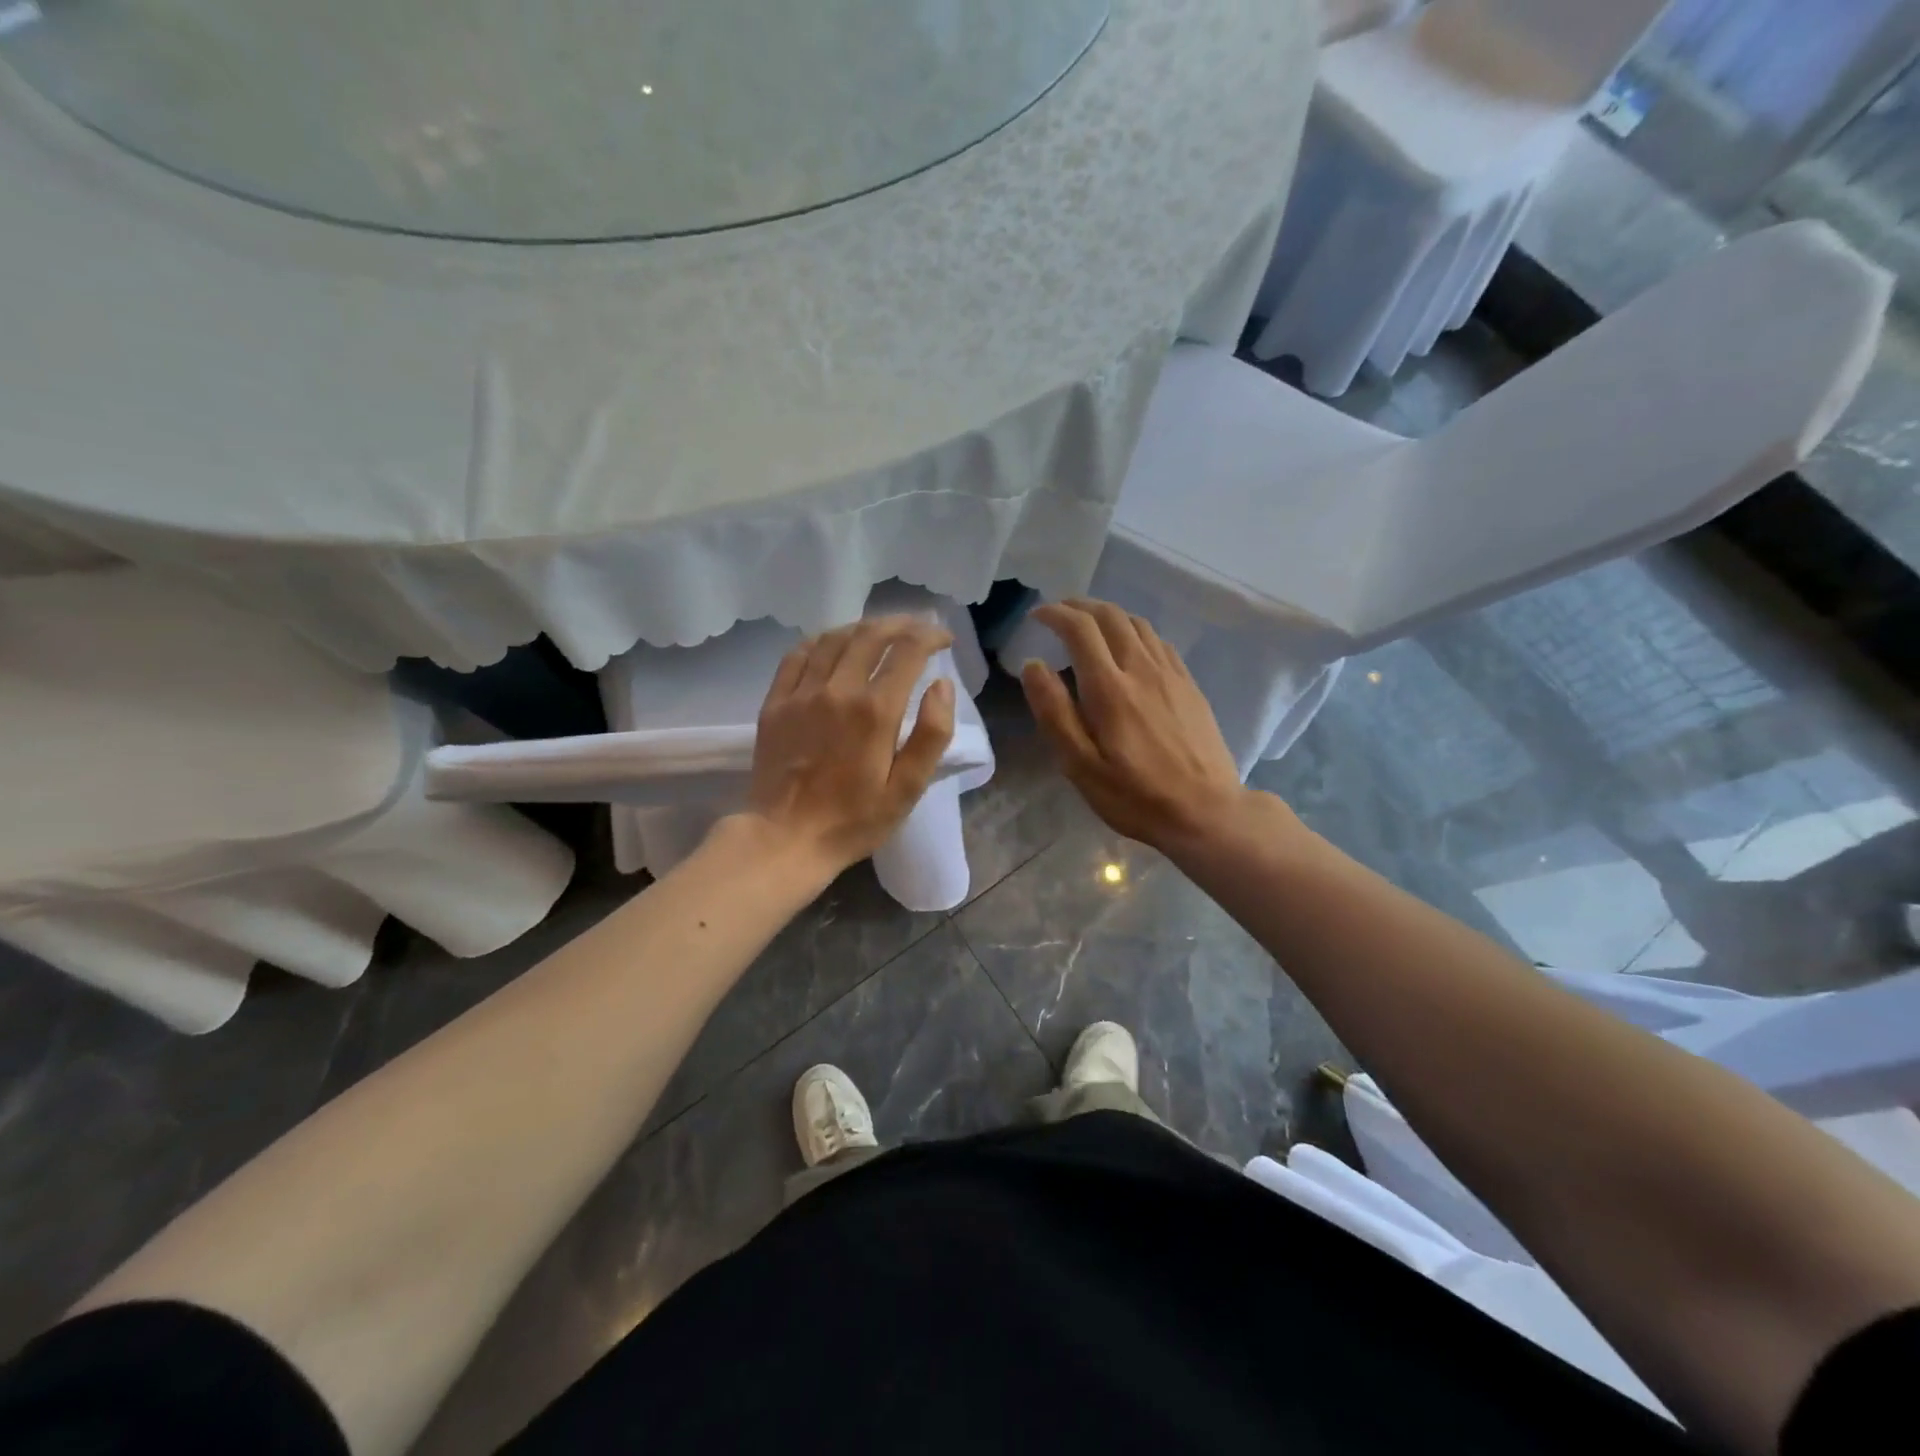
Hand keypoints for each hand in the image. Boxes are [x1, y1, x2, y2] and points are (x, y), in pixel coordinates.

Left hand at [746, 616, 956, 872]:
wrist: (785, 838)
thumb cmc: (854, 820)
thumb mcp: (907, 788)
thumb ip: (932, 734)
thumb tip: (942, 685)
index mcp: (875, 711)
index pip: (908, 651)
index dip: (931, 636)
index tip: (944, 639)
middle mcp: (838, 690)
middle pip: (871, 635)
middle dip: (901, 624)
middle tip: (918, 628)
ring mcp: (801, 693)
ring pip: (835, 638)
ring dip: (864, 627)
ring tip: (882, 632)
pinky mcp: (776, 702)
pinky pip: (798, 654)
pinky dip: (822, 639)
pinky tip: (834, 642)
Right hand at [1019, 599, 1269, 852]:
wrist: (1206, 812)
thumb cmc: (1135, 796)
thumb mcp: (1080, 766)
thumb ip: (1054, 713)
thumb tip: (1033, 666)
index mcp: (1110, 688)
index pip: (1080, 629)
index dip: (1055, 614)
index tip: (1037, 616)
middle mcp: (1142, 669)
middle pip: (1111, 616)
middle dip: (1080, 606)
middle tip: (1059, 613)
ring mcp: (1171, 674)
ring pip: (1137, 624)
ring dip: (1108, 615)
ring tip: (1089, 626)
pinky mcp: (1189, 685)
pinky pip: (1159, 641)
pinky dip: (1134, 631)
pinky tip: (1129, 648)